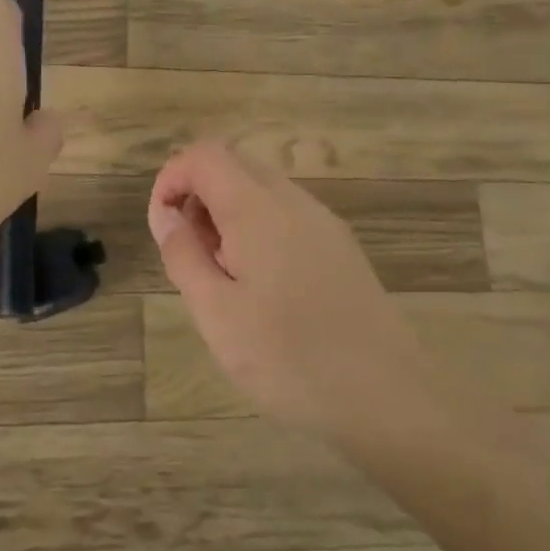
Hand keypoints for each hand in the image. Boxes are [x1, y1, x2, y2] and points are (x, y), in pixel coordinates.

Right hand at [148, 142, 429, 435]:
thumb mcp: (216, 313)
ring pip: (262, 189)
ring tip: (222, 275)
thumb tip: (165, 214)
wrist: (387, 395)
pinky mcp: (341, 246)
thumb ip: (183, 255)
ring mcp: (323, 221)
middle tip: (189, 253)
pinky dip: (258, 228)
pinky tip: (261, 285)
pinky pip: (287, 214)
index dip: (172, 177)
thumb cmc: (288, 358)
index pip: (205, 155)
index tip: (162, 226)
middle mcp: (293, 200)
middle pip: (234, 164)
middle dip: (198, 195)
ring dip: (228, 214)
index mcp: (257, 208)